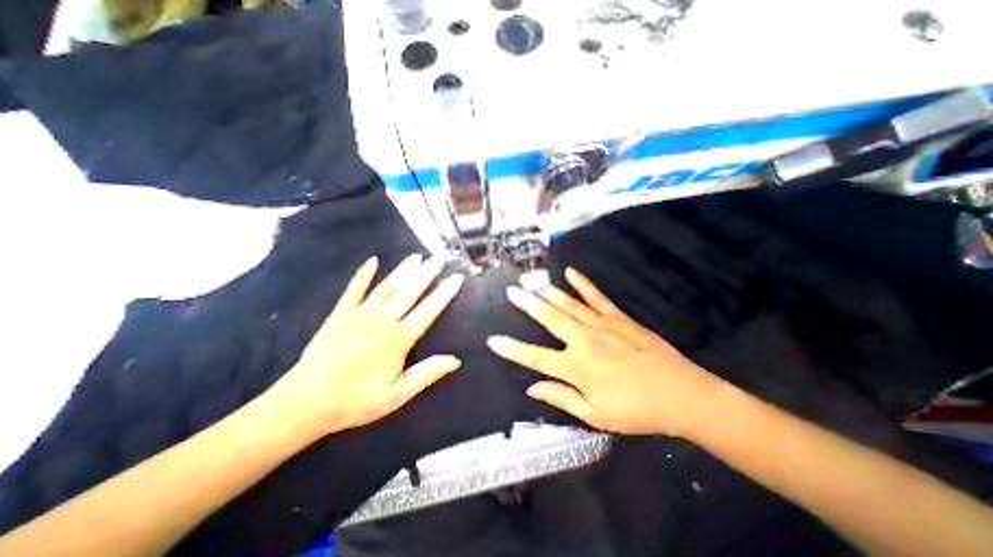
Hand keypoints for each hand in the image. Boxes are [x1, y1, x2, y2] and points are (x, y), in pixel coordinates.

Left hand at [264, 253, 465, 439]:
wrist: (306, 402)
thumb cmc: (357, 400)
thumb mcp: (398, 394)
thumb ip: (427, 373)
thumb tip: (456, 360)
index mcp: (399, 338)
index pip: (428, 310)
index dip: (444, 293)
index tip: (456, 278)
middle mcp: (382, 320)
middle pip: (409, 292)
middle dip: (427, 274)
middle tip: (439, 258)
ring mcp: (360, 314)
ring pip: (387, 286)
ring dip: (403, 270)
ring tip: (416, 256)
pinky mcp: (340, 313)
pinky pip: (354, 289)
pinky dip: (363, 274)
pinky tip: (372, 260)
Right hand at [488, 269, 727, 436]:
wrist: (679, 394)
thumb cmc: (635, 410)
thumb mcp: (595, 415)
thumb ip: (561, 397)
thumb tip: (532, 388)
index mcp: (575, 367)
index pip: (534, 356)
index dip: (512, 349)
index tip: (494, 340)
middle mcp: (583, 341)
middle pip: (548, 318)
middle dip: (527, 304)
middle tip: (512, 291)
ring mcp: (600, 325)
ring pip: (567, 304)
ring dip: (548, 292)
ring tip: (532, 282)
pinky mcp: (618, 318)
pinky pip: (596, 297)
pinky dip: (582, 284)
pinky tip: (571, 273)